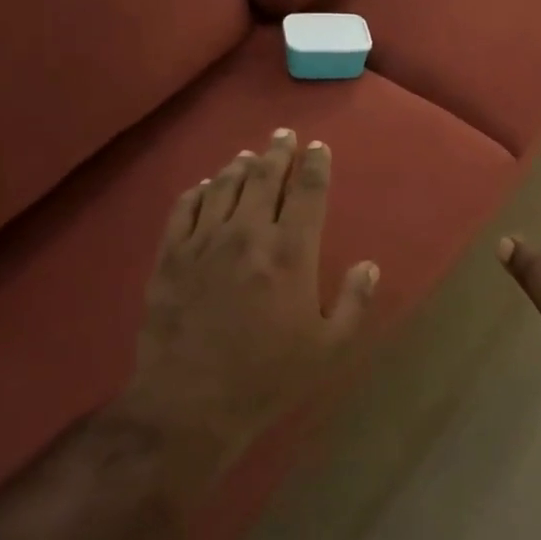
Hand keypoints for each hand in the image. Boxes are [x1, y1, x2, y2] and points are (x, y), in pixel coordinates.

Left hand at [117, 128, 379, 471]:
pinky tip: (205, 186)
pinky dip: (199, 190)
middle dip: (278, 152)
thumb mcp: (327, 349)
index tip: (318, 148)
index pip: (308, 192)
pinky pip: (184, 209)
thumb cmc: (266, 378)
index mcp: (291, 252)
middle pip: (265, 178)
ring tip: (249, 156)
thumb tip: (369, 265)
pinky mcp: (171, 256)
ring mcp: (204, 242)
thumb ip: (354, 302)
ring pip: (225, 187)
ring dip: (240, 166)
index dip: (315, 165)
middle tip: (283, 135)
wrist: (188, 404)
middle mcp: (248, 234)